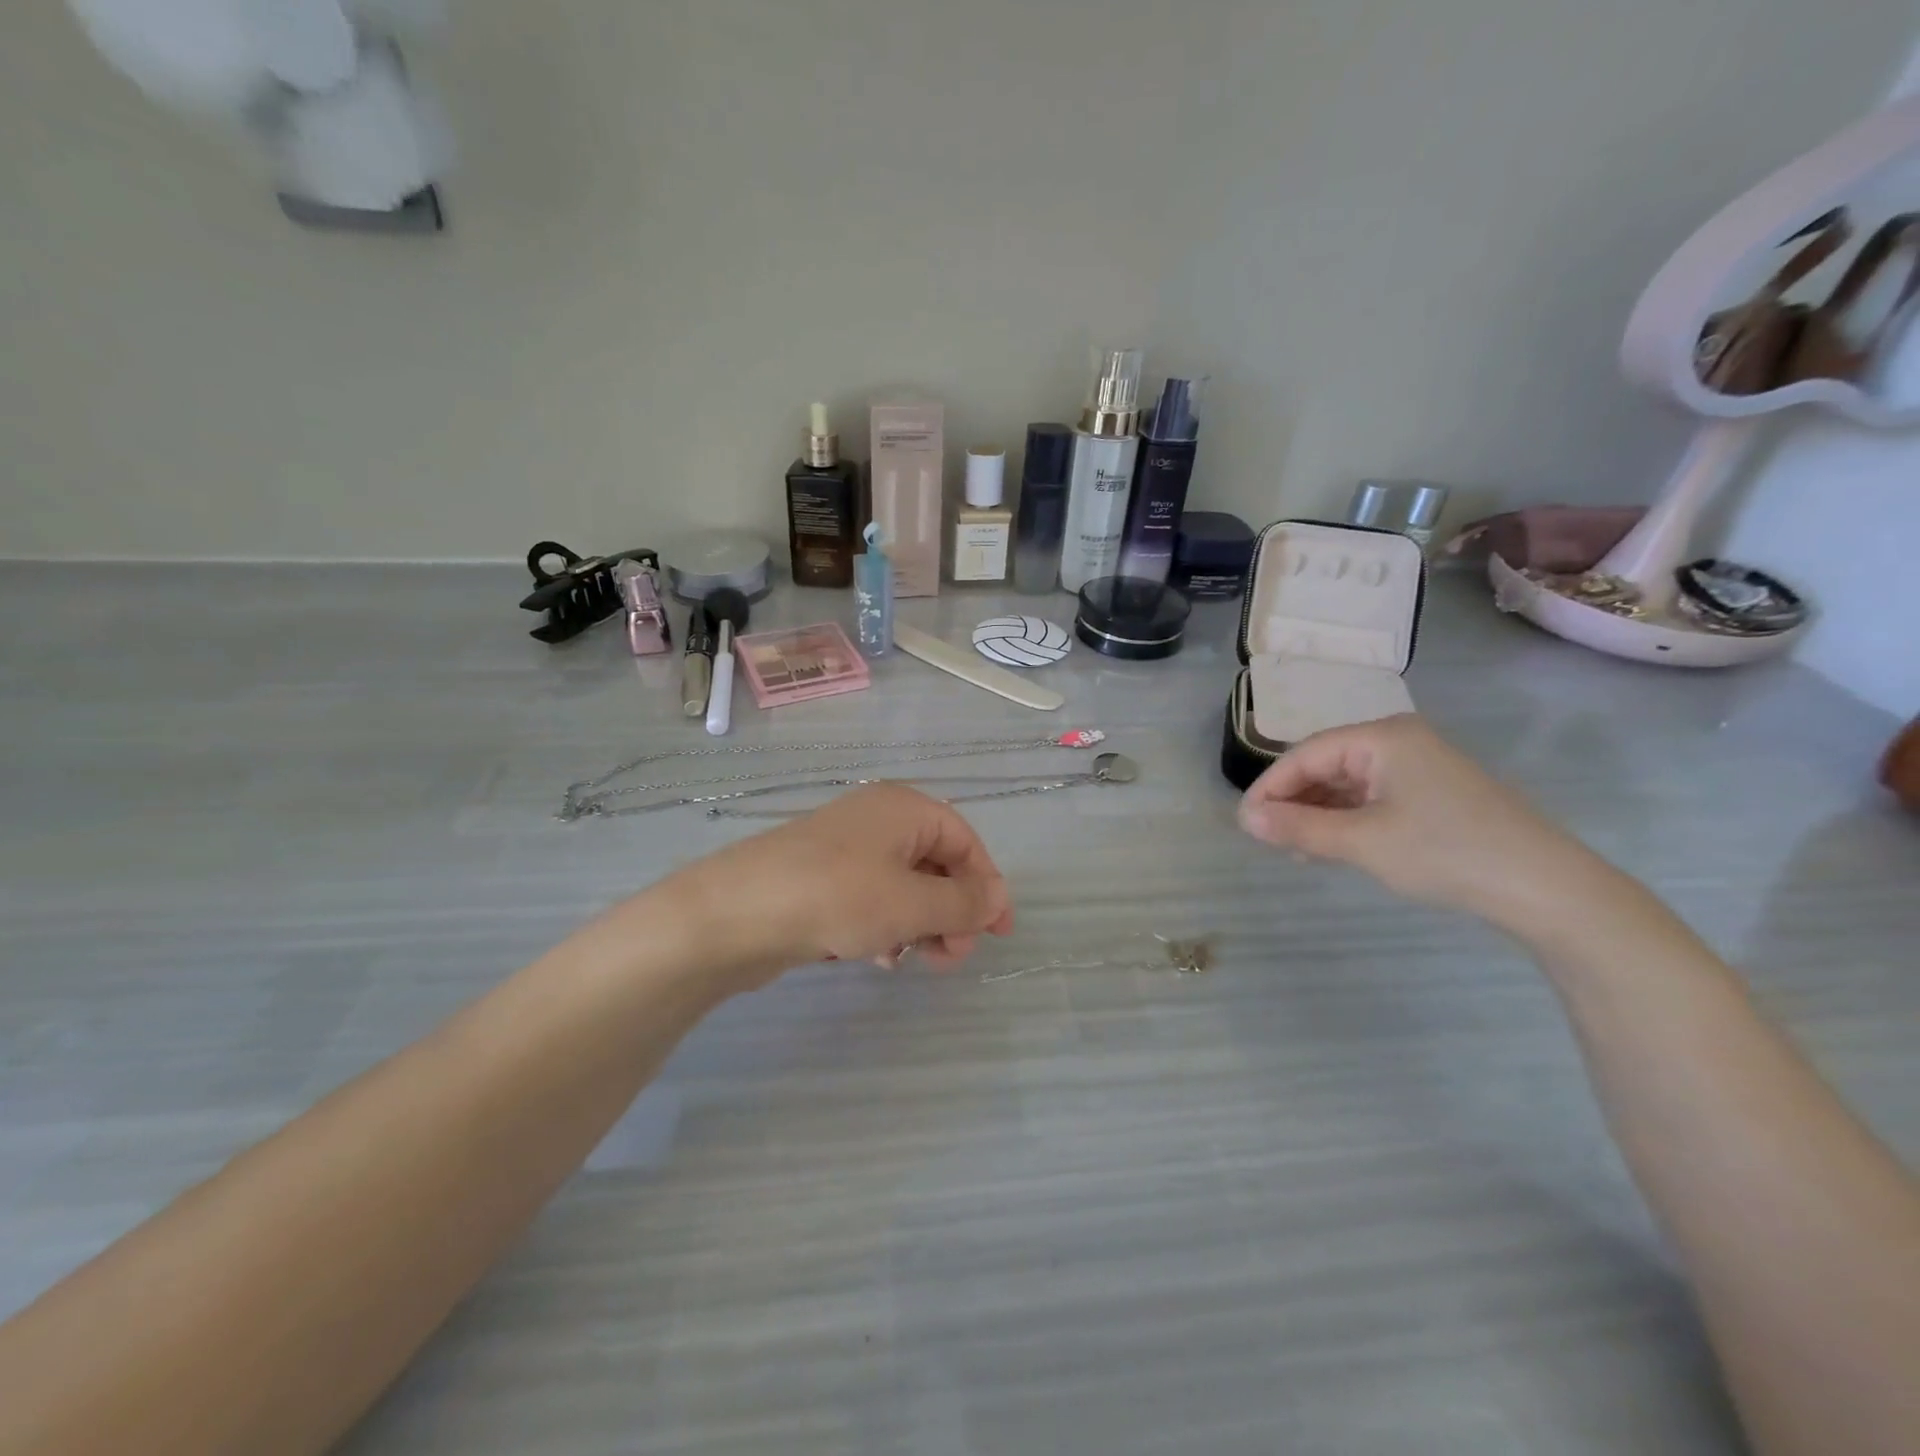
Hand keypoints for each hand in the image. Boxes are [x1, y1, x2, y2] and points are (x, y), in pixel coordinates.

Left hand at [669, 784, 1014, 986]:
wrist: (734, 914)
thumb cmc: (836, 897)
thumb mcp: (911, 903)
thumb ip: (962, 903)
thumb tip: (996, 901)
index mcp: (904, 809)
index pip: (965, 841)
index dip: (987, 885)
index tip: (998, 932)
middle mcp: (878, 820)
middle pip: (936, 863)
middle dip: (953, 910)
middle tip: (954, 955)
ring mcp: (846, 849)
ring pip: (904, 886)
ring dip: (922, 923)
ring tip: (918, 961)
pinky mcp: (822, 879)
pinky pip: (872, 899)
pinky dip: (887, 925)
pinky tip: (881, 957)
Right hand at [1237, 714, 1594, 928]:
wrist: (1546, 888)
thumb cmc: (1445, 852)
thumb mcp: (1362, 842)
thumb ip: (1299, 828)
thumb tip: (1246, 820)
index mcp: (1382, 737)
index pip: (1306, 755)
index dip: (1270, 787)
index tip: (1244, 823)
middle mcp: (1399, 741)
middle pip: (1325, 764)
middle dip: (1293, 801)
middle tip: (1267, 839)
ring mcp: (1419, 766)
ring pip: (1347, 783)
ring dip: (1317, 813)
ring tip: (1295, 848)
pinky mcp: (1433, 793)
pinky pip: (1371, 797)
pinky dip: (1346, 819)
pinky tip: (1332, 845)